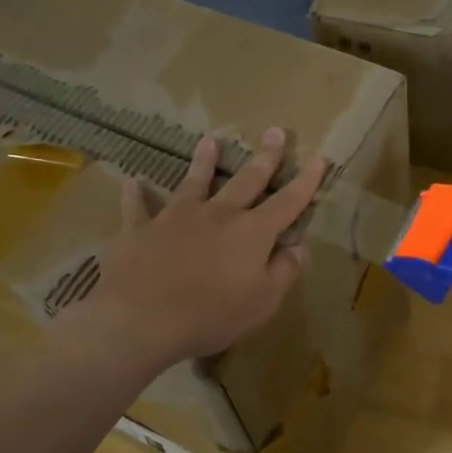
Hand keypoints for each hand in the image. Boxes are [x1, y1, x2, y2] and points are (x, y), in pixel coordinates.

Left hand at [89, 128, 324, 370]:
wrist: (141, 320)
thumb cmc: (211, 315)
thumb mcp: (263, 302)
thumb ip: (284, 271)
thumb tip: (298, 247)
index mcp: (252, 232)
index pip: (287, 202)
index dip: (305, 181)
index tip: (318, 158)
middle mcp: (217, 214)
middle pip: (246, 180)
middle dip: (265, 157)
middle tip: (274, 132)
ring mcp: (176, 218)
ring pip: (194, 182)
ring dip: (203, 161)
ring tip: (209, 141)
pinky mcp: (140, 229)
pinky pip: (137, 207)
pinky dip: (136, 194)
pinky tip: (133, 182)